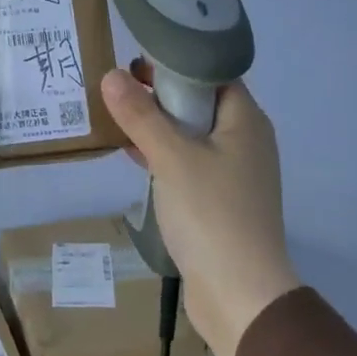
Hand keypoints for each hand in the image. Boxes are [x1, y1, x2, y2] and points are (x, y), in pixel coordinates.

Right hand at [101, 67, 297, 355]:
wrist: (240, 294)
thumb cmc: (211, 214)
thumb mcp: (171, 158)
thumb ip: (141, 116)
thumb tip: (111, 75)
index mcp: (245, 121)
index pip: (211, 74)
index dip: (174, 64)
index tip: (134, 61)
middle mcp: (245, 142)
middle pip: (199, 104)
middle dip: (159, 95)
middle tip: (116, 87)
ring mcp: (233, 174)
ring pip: (191, 136)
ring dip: (157, 127)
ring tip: (116, 117)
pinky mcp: (218, 202)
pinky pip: (188, 165)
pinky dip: (162, 156)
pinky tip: (132, 156)